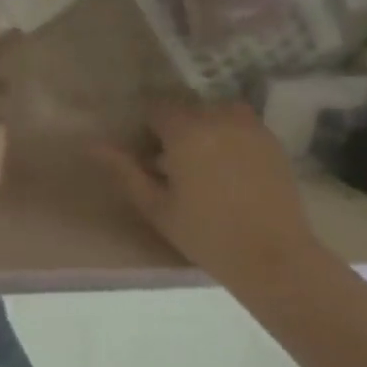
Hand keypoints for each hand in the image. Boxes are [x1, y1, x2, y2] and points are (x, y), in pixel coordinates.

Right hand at [98, 102, 322, 284]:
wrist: (275, 258)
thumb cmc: (206, 235)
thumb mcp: (156, 206)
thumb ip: (124, 170)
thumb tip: (91, 143)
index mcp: (186, 131)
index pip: (156, 108)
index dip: (147, 129)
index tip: (147, 155)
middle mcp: (218, 118)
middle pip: (186, 109)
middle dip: (175, 129)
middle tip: (173, 164)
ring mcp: (250, 127)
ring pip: (215, 112)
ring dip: (204, 128)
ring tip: (203, 162)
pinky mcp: (272, 141)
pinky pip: (241, 124)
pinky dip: (229, 135)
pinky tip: (229, 168)